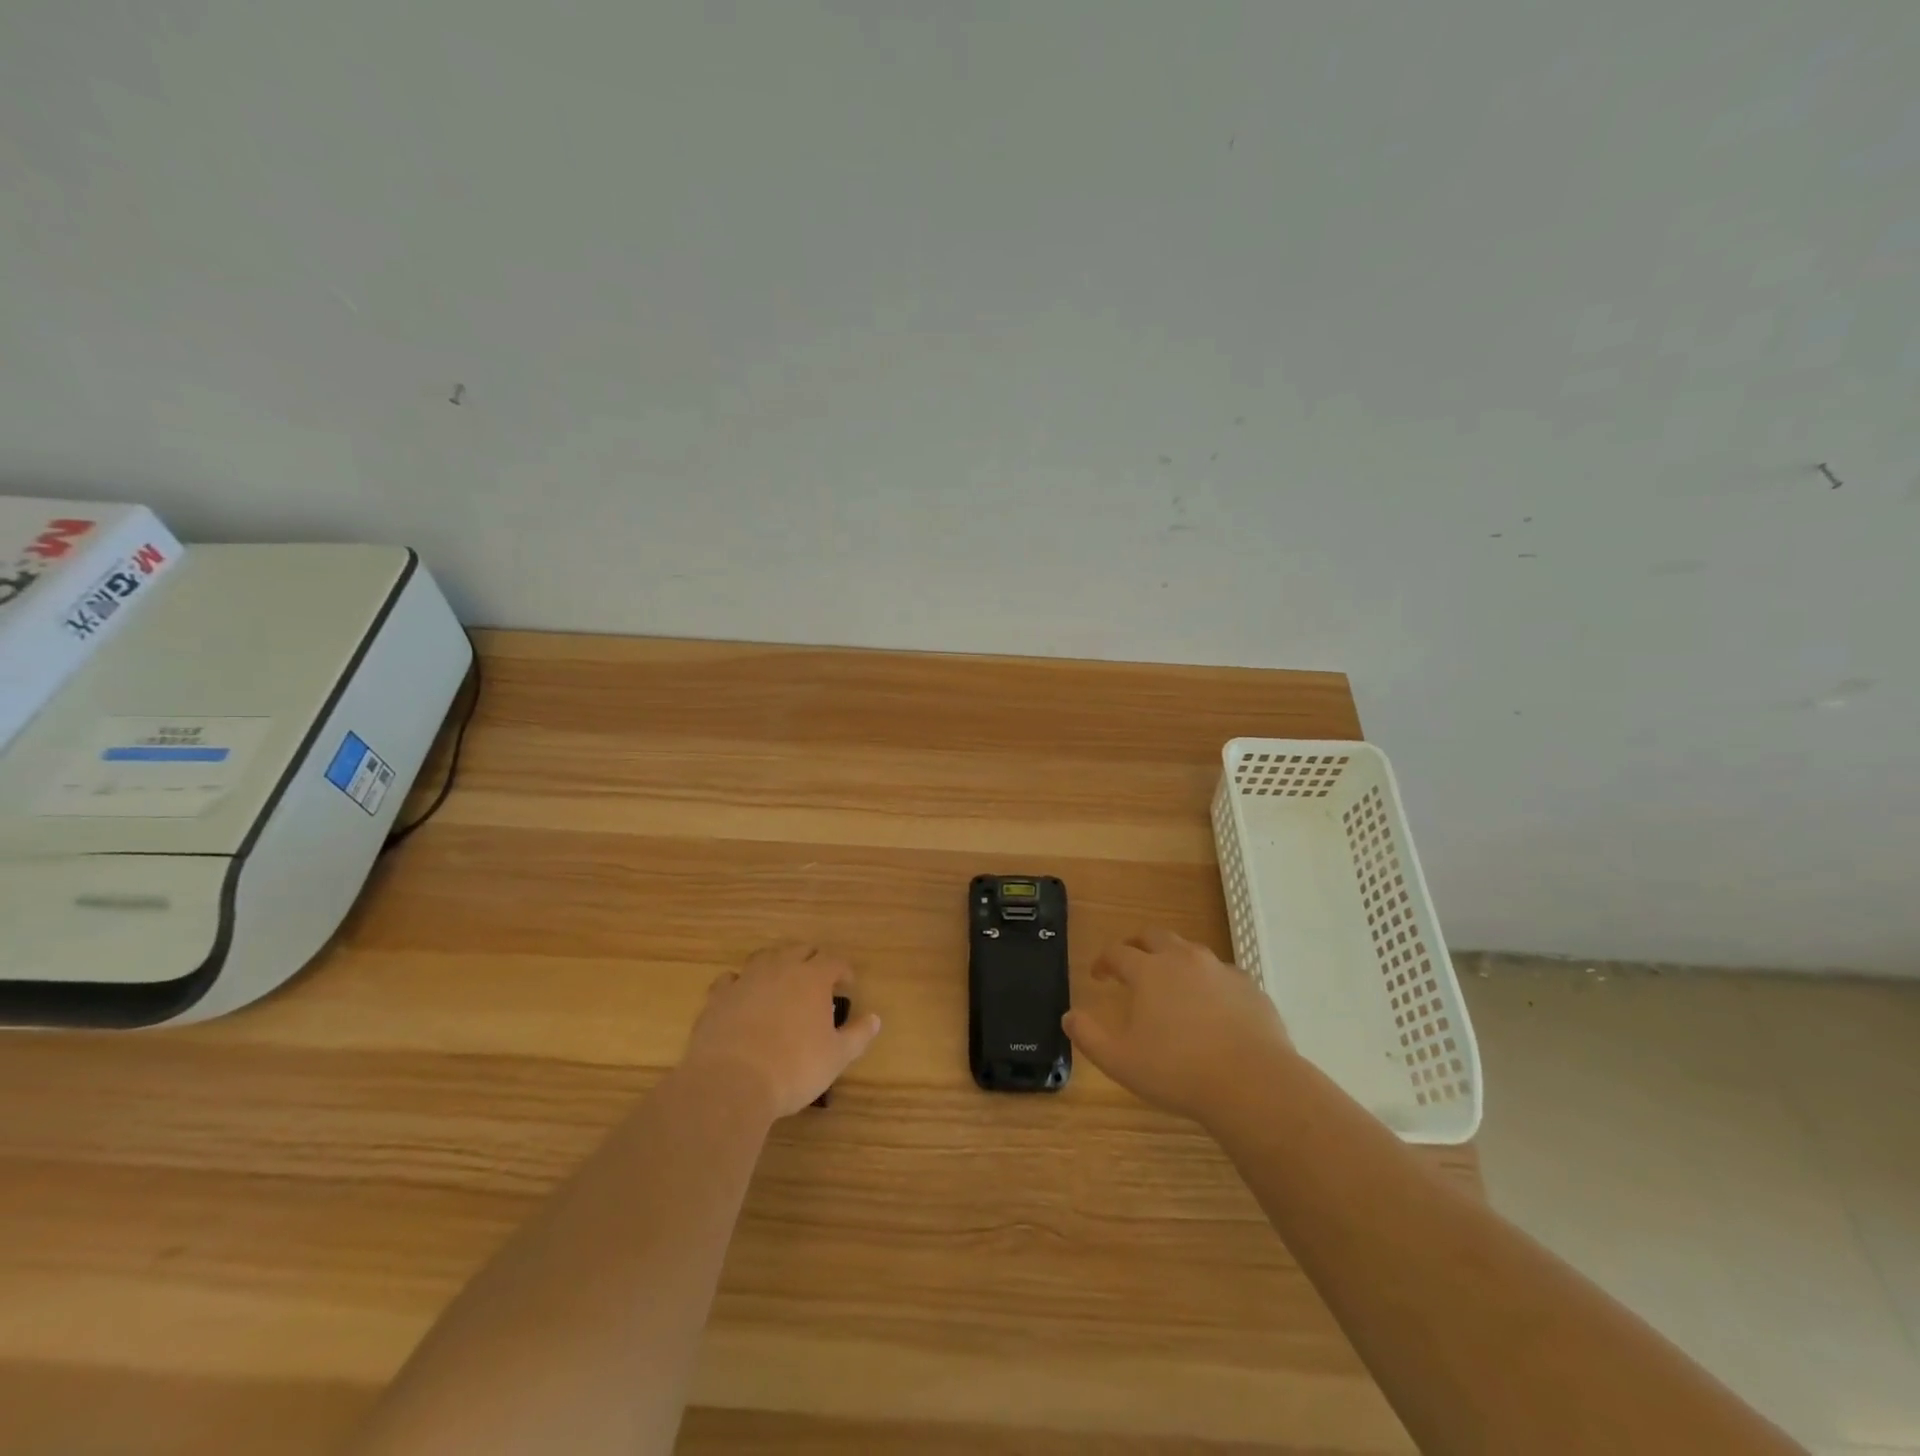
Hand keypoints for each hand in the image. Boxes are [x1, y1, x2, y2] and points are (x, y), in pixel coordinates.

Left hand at [679, 943, 881, 1119]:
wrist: (731, 1082)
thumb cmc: (794, 1068)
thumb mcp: (836, 1057)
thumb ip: (858, 1035)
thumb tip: (875, 1019)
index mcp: (813, 978)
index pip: (834, 962)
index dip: (843, 972)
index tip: (847, 986)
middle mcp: (780, 968)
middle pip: (800, 950)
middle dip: (811, 961)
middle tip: (817, 981)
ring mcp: (746, 979)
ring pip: (764, 957)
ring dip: (776, 965)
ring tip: (780, 982)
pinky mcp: (718, 996)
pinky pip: (731, 979)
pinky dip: (740, 984)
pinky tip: (742, 998)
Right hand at [1063, 929, 1291, 1124]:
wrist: (1253, 1084)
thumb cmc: (1178, 1072)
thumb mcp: (1121, 1061)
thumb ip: (1089, 1036)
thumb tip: (1068, 1017)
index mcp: (1148, 971)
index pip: (1118, 952)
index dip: (1104, 961)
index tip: (1098, 975)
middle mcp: (1183, 959)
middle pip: (1154, 936)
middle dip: (1137, 945)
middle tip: (1131, 963)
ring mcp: (1219, 970)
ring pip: (1190, 950)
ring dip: (1173, 959)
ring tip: (1170, 984)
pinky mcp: (1249, 986)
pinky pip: (1221, 974)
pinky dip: (1207, 981)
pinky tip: (1210, 1006)